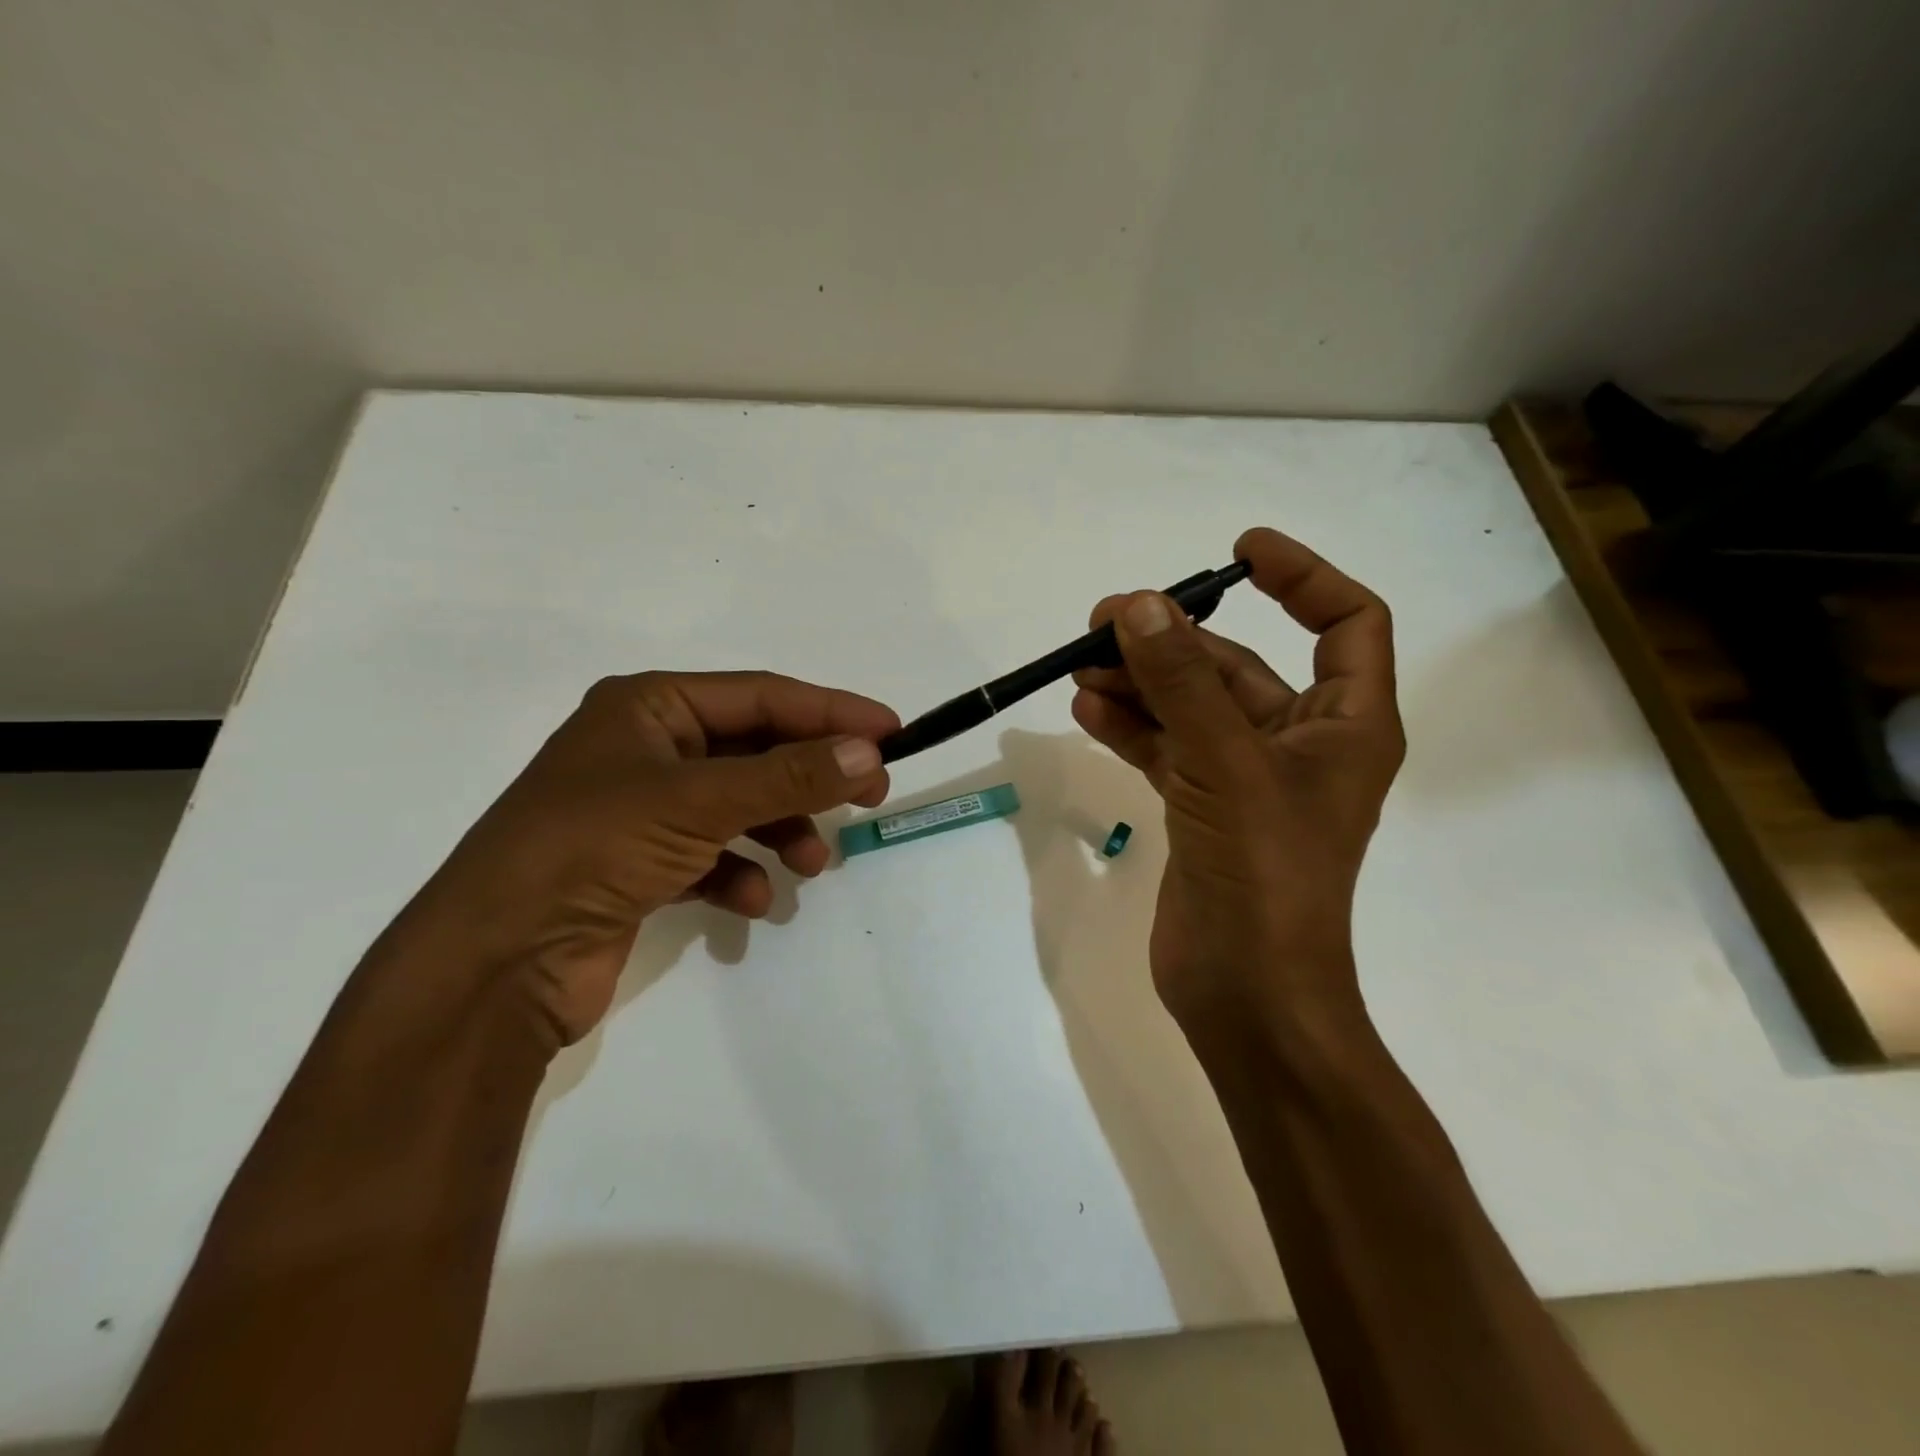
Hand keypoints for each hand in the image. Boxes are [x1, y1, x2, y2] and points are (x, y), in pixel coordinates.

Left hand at [402, 671, 896, 1043]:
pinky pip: (711, 855)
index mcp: (649, 706)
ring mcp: (641, 809)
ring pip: (739, 806)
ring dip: (781, 831)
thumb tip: (866, 752)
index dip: (830, 711)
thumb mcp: (700, 800)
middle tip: (870, 794)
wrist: (495, 962)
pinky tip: (751, 903)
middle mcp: (646, 749)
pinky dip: (739, 874)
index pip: (762, 695)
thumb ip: (788, 776)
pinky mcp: (640, 866)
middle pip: (754, 750)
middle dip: (810, 776)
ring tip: (812, 865)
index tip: (889, 731)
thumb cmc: (593, 848)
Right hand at [1071, 528, 1402, 1033]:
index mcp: (1345, 725)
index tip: (1238, 553)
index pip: (1347, 623)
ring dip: (1141, 682)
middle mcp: (1300, 744)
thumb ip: (1183, 684)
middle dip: (1175, 640)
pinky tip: (1088, 709)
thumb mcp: (1225, 765)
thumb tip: (1140, 606)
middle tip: (1106, 621)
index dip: (1302, 577)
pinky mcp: (1202, 809)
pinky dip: (1130, 726)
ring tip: (1083, 663)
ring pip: (1191, 707)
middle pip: (1239, 665)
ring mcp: (1244, 779)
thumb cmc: (1264, 874)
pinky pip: (1165, 748)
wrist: (1247, 991)